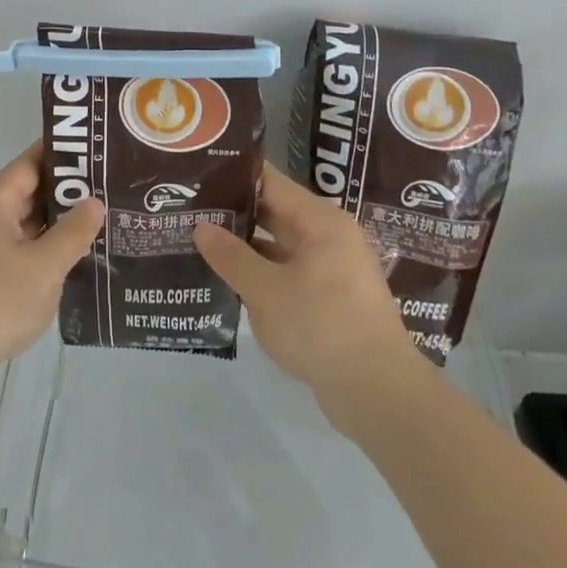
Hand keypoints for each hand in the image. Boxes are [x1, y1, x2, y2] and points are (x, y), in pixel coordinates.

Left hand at [0, 145, 103, 403]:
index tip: (102, 149)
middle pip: (31, 190)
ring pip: (27, 223)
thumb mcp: (44, 266)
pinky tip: (78, 260)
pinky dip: (46, 250)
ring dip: (60, 224)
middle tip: (115, 188)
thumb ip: (73, 232)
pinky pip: (20, 249)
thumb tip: (94, 202)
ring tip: (107, 221)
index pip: (33, 160)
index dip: (66, 153)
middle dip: (70, 191)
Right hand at [194, 166, 417, 411]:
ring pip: (279, 245)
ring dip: (245, 246)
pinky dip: (261, 273)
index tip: (197, 174)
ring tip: (198, 241)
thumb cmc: (321, 326)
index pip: (270, 182)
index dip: (233, 176)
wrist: (378, 393)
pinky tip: (228, 280)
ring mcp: (331, 268)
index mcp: (320, 221)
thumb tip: (201, 227)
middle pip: (274, 211)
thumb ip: (231, 256)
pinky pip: (287, 272)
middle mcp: (329, 236)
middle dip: (233, 212)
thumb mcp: (265, 290)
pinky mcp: (329, 299)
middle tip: (188, 208)